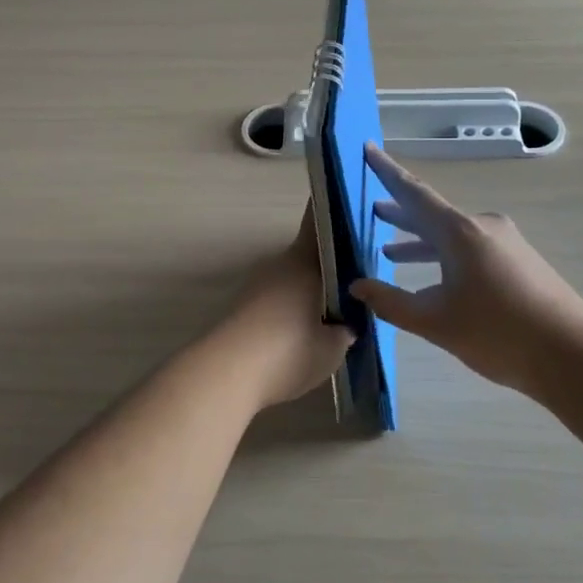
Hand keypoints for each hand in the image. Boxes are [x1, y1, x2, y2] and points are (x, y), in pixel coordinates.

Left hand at [210, 206, 353, 409]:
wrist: (228, 373)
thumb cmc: (289, 351)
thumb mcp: (333, 347)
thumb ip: (345, 329)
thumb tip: (347, 324)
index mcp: (303, 261)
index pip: (317, 221)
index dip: (333, 212)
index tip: (350, 208)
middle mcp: (278, 265)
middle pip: (307, 254)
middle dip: (329, 264)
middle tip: (354, 283)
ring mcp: (257, 285)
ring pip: (291, 278)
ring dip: (309, 290)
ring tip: (334, 314)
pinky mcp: (242, 308)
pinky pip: (276, 300)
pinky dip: (291, 309)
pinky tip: (304, 333)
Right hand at [351, 144, 582, 396]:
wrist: (572, 355)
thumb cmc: (497, 333)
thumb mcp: (434, 321)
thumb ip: (391, 302)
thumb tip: (358, 286)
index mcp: (459, 231)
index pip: (413, 193)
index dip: (387, 171)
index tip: (368, 148)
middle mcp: (482, 226)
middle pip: (432, 213)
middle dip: (400, 214)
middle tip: (372, 211)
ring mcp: (505, 242)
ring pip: (451, 234)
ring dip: (421, 241)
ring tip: (391, 251)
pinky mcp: (519, 261)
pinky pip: (471, 247)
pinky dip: (445, 255)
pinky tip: (434, 279)